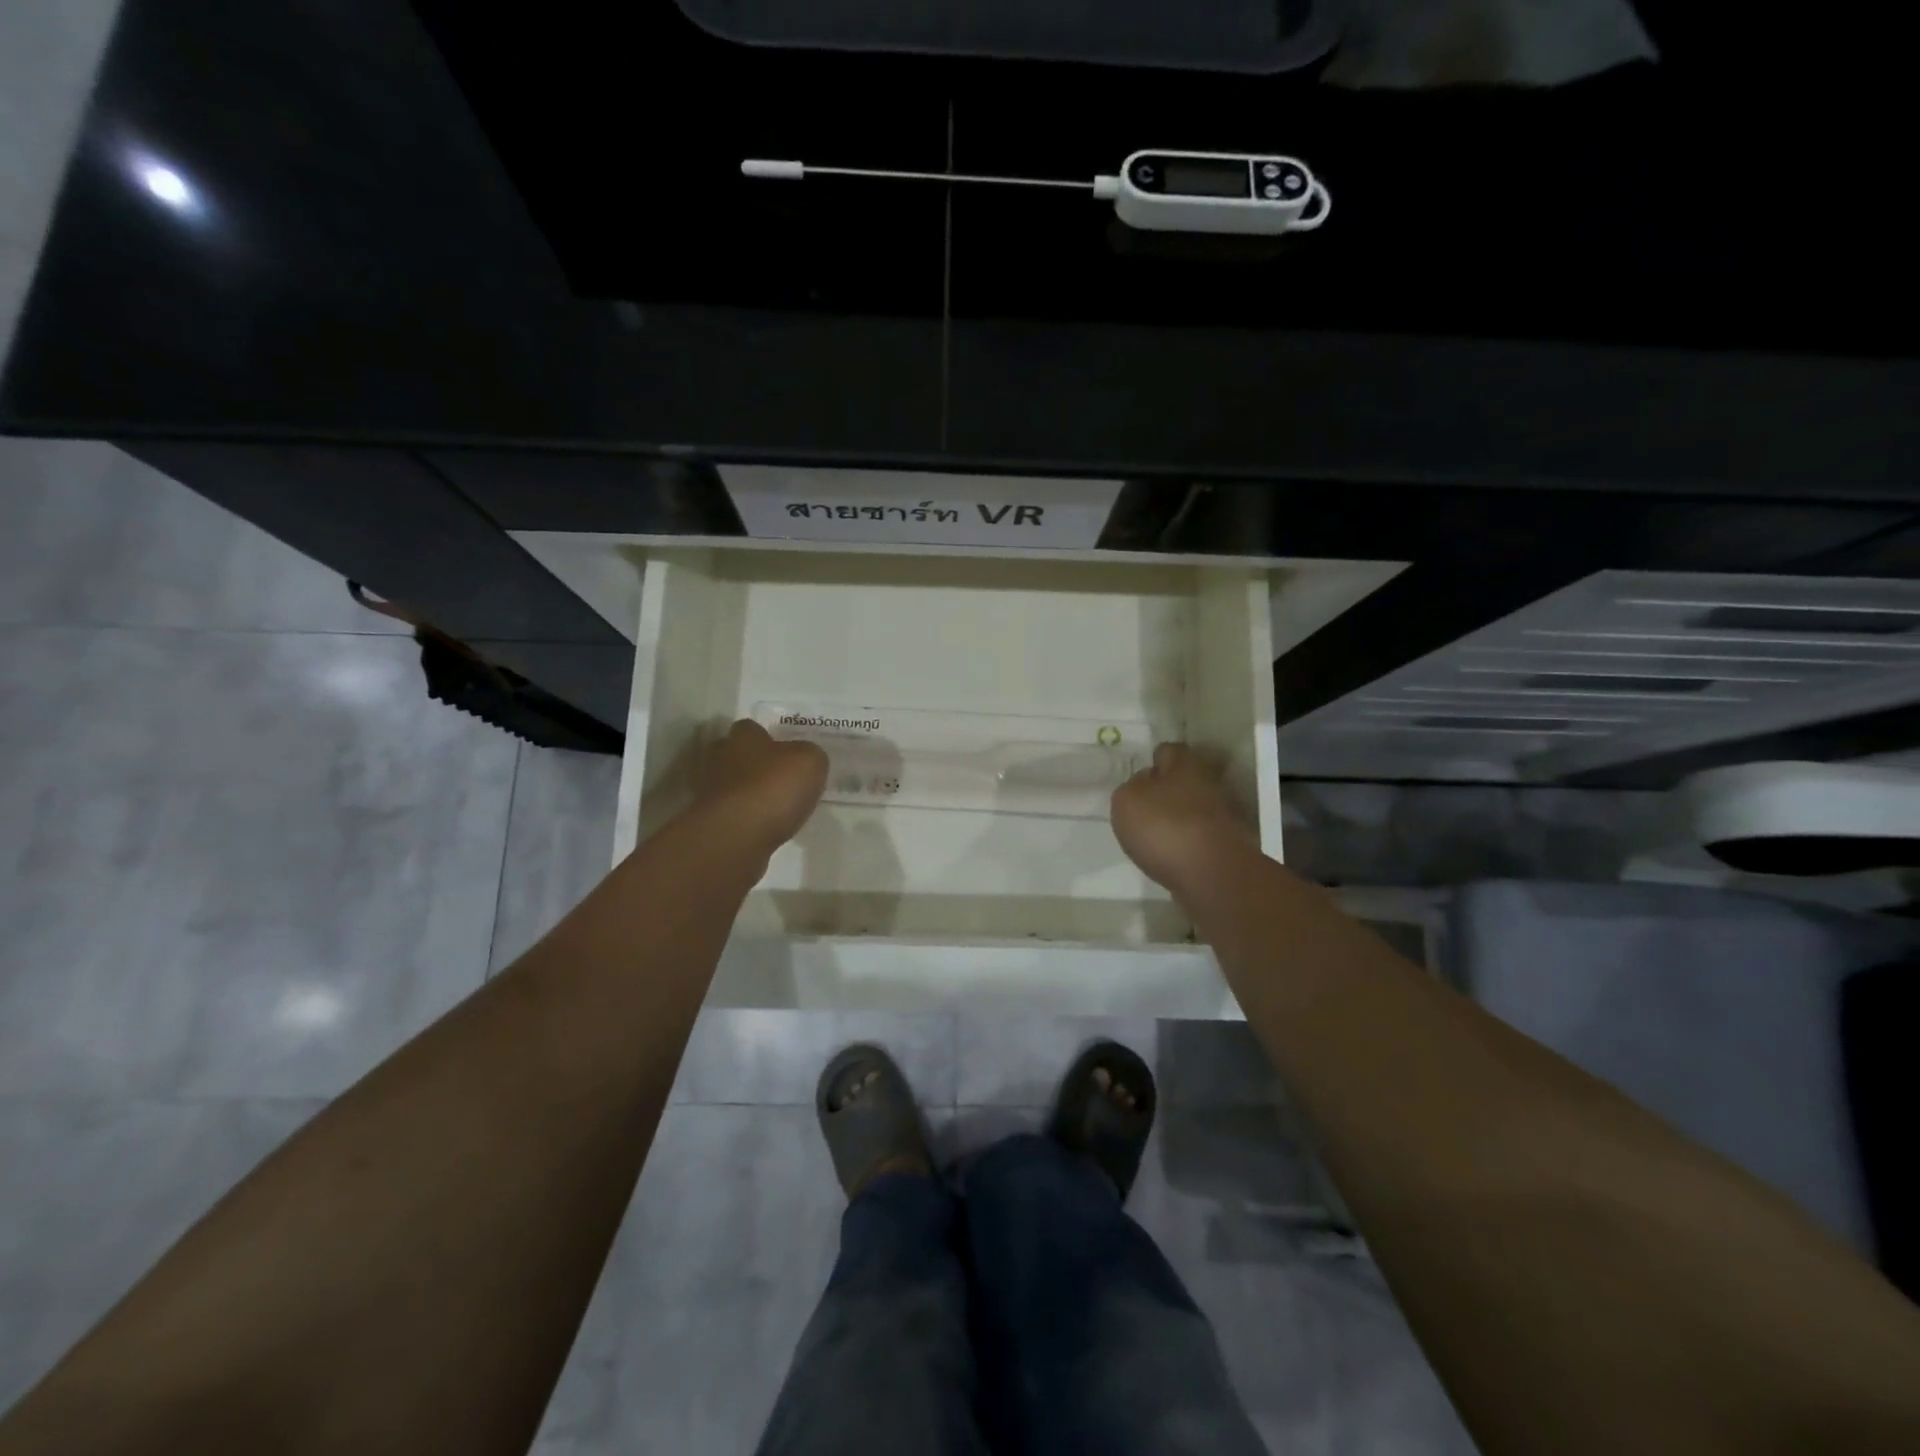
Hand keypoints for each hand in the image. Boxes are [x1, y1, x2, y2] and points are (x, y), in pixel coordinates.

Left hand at [689, 720, 828, 856]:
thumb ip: (809, 755)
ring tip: (776, 808)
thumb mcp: (810, 762)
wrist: (737, 836)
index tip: (785, 751)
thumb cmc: (774, 787)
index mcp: (744, 737)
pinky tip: (765, 828)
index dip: (768, 737)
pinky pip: (732, 814)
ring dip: (750, 794)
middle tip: (780, 779)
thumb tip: (804, 758)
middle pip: (737, 755)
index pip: (750, 728)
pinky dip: (746, 819)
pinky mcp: (711, 823)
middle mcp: (721, 759)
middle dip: (755, 765)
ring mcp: (711, 792)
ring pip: (733, 786)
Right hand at [1110, 743, 1256, 904]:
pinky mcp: (1228, 847)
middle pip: (1186, 780)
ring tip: (1154, 837)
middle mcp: (1210, 784)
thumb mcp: (1127, 799)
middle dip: (1168, 791)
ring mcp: (1224, 817)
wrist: (1212, 876)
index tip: (1141, 776)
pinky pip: (1201, 837)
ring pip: (1195, 809)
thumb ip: (1132, 786)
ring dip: (1179, 819)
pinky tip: (1171, 856)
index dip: (1153, 761)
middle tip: (1145, 808)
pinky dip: (1188, 844)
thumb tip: (1146, 784)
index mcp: (1186, 764)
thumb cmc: (1164, 826)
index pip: (1169, 751)